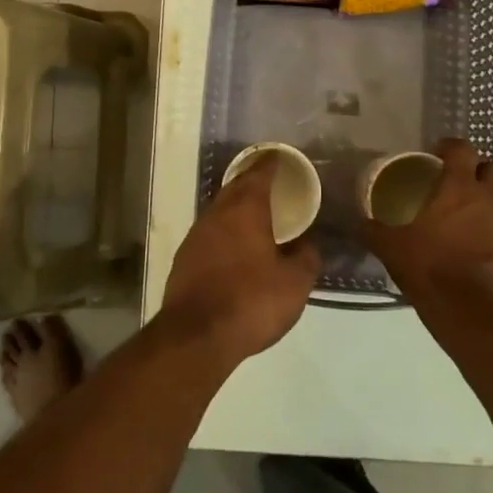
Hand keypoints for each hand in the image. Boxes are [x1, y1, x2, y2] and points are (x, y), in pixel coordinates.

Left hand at [159, 156, 320, 364]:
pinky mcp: (184, 258)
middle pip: (234, 187)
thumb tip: (307, 245)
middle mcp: (217, 214)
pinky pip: (209, 232)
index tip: (277, 157)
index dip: (269, 164)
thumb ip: (305, 258)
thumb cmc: (251, 301)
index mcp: (246, 210)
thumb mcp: (294, 284)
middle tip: (267, 180)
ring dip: (235, 205)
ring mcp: (196, 235)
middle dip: (250, 180)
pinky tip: (232, 244)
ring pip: (219, 209)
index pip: (258, 175)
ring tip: (253, 212)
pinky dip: (223, 230)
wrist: (196, 335)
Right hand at [367, 139, 492, 309]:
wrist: (474, 315)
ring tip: (465, 236)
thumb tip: (360, 222)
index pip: (462, 149)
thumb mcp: (391, 248)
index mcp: (459, 189)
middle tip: (456, 189)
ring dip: (486, 214)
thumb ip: (374, 230)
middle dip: (478, 173)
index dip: (451, 147)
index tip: (438, 154)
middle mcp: (492, 201)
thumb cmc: (430, 269)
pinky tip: (480, 266)